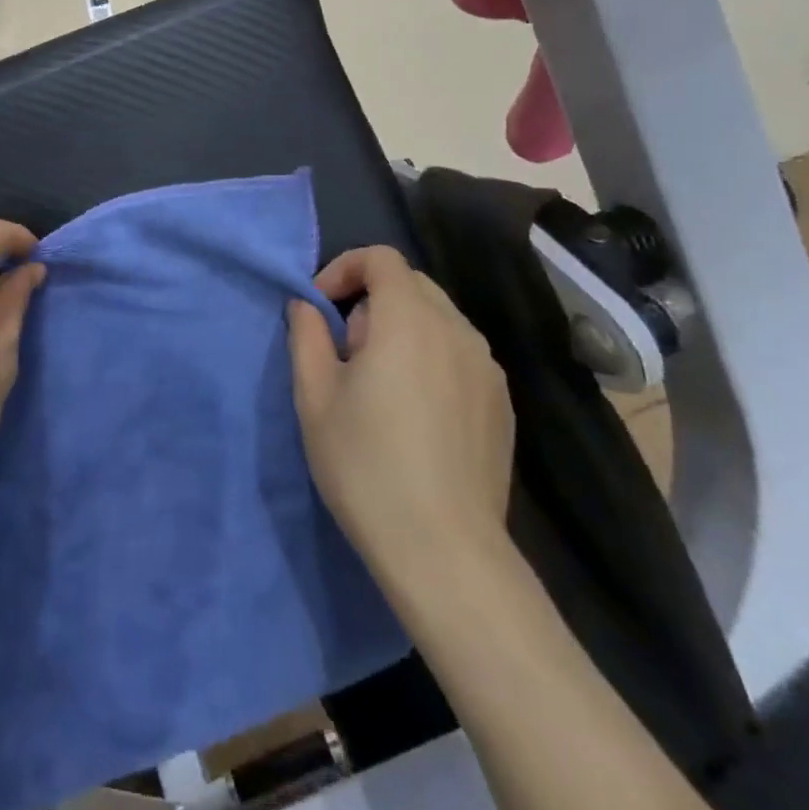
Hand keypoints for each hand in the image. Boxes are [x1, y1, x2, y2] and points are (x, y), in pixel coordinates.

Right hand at [287, 247, 514, 575]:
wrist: (445, 551)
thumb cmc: (366, 466)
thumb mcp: (315, 397)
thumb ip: (306, 336)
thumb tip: (307, 305)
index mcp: (409, 320)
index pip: (381, 258)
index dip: (344, 268)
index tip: (320, 308)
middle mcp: (457, 330)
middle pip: (410, 284)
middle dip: (370, 300)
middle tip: (344, 351)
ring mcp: (486, 367)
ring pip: (437, 318)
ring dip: (400, 327)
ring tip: (378, 383)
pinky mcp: (502, 402)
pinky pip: (459, 353)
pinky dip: (430, 356)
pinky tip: (415, 411)